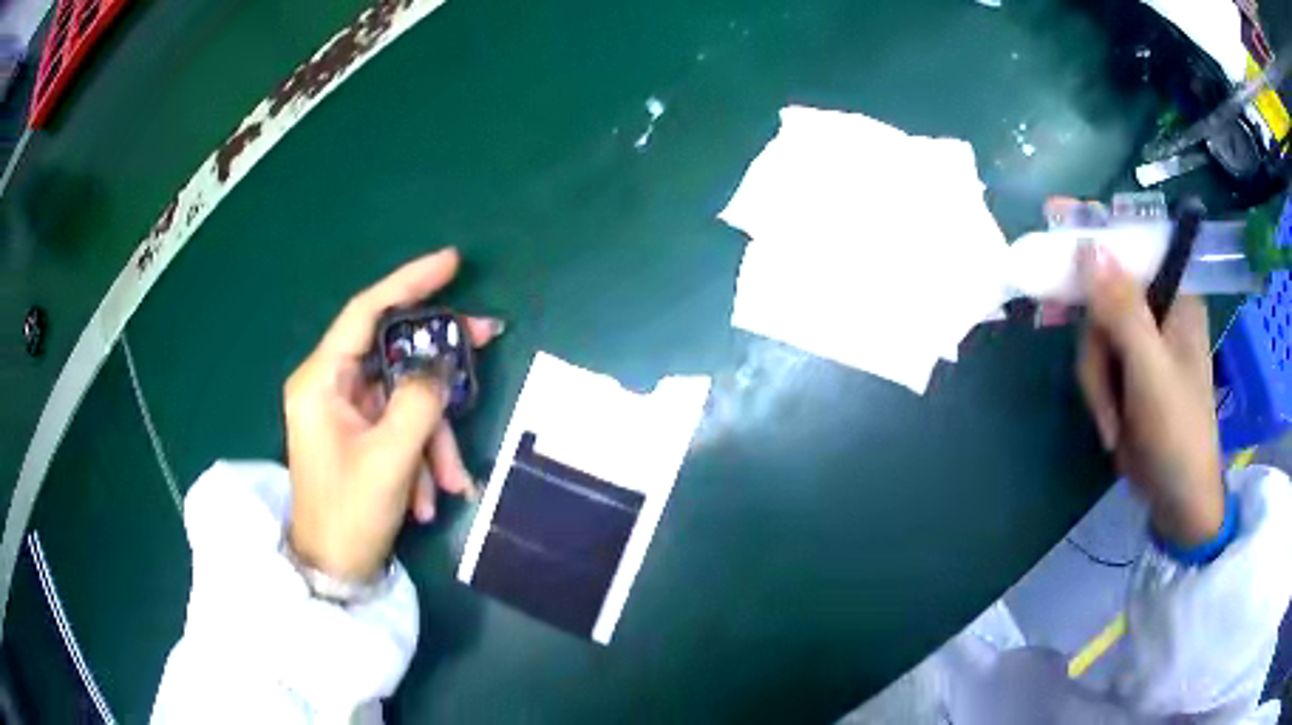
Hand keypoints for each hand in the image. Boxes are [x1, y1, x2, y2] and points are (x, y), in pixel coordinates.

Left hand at [284, 249, 501, 579]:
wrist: (335, 570)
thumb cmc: (349, 514)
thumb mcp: (390, 458)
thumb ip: (420, 401)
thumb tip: (439, 367)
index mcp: (321, 380)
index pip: (366, 312)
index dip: (409, 282)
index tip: (451, 263)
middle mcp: (330, 386)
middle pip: (393, 353)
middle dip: (438, 369)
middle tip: (488, 342)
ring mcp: (346, 412)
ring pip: (404, 399)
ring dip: (433, 438)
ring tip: (449, 483)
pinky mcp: (359, 435)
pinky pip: (400, 428)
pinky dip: (421, 455)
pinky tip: (428, 496)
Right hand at [1076, 244, 1224, 547]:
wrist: (1176, 500)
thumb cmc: (1177, 433)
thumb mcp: (1150, 373)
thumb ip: (1122, 310)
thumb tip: (1088, 245)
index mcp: (1176, 295)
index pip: (1134, 241)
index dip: (1097, 227)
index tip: (1055, 216)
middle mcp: (1159, 310)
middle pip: (1104, 292)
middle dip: (1097, 342)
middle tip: (1100, 382)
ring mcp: (1143, 342)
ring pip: (1094, 332)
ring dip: (1096, 379)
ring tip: (1114, 421)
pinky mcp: (1129, 371)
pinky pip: (1096, 360)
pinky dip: (1096, 392)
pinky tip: (1112, 423)